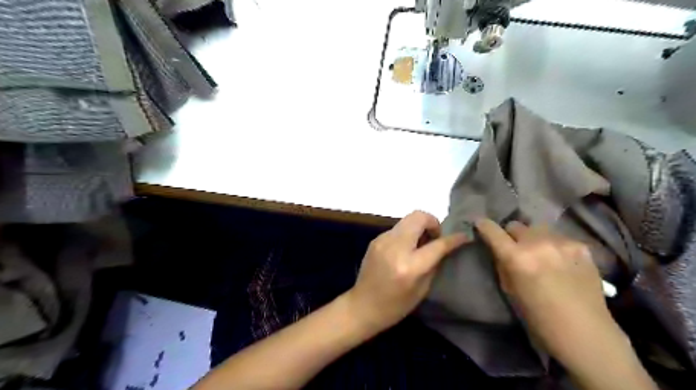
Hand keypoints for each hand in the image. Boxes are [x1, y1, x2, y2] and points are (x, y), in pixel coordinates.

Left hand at [346, 212, 467, 332]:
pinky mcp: (376, 239)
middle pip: (419, 217)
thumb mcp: (422, 290)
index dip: (454, 238)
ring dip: (419, 227)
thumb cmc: (395, 306)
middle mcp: (395, 247)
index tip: (464, 235)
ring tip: (421, 243)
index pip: (437, 244)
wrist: (362, 306)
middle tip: (435, 238)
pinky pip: (397, 228)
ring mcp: (383, 240)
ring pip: (407, 219)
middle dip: (433, 223)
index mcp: (410, 266)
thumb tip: (443, 246)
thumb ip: (434, 263)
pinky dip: (407, 233)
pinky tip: (406, 248)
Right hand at [476, 219, 615, 368]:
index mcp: (516, 257)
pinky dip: (554, 246)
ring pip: (538, 229)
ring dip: (534, 238)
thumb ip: (502, 264)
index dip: (484, 226)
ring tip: (542, 255)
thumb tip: (499, 249)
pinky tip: (562, 262)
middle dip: (512, 235)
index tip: (480, 225)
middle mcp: (537, 243)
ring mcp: (562, 243)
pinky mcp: (581, 246)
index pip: (492, 230)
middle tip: (517, 249)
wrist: (584, 331)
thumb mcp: (509, 289)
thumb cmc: (538, 317)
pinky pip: (559, 238)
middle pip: (516, 225)